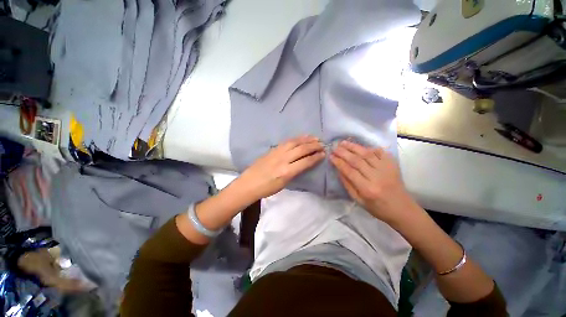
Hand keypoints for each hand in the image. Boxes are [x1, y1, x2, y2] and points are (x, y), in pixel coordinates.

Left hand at [238, 135, 324, 199]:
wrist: (249, 183)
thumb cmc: (267, 188)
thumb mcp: (284, 184)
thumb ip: (295, 172)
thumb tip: (304, 164)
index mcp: (287, 171)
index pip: (305, 161)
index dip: (316, 157)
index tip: (323, 154)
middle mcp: (283, 159)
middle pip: (301, 149)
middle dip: (313, 146)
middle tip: (322, 144)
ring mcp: (277, 152)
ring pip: (294, 142)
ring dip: (306, 139)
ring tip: (315, 137)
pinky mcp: (272, 149)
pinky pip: (286, 142)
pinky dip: (295, 139)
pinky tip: (300, 137)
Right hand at [330, 140, 416, 223]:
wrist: (402, 209)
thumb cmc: (377, 207)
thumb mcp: (358, 200)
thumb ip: (347, 184)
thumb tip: (339, 169)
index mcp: (367, 189)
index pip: (349, 171)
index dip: (338, 162)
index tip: (331, 156)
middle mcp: (376, 177)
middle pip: (357, 161)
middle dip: (344, 152)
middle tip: (334, 147)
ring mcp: (386, 169)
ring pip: (367, 154)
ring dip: (354, 147)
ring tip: (343, 142)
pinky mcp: (393, 165)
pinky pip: (380, 152)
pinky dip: (370, 148)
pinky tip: (361, 146)